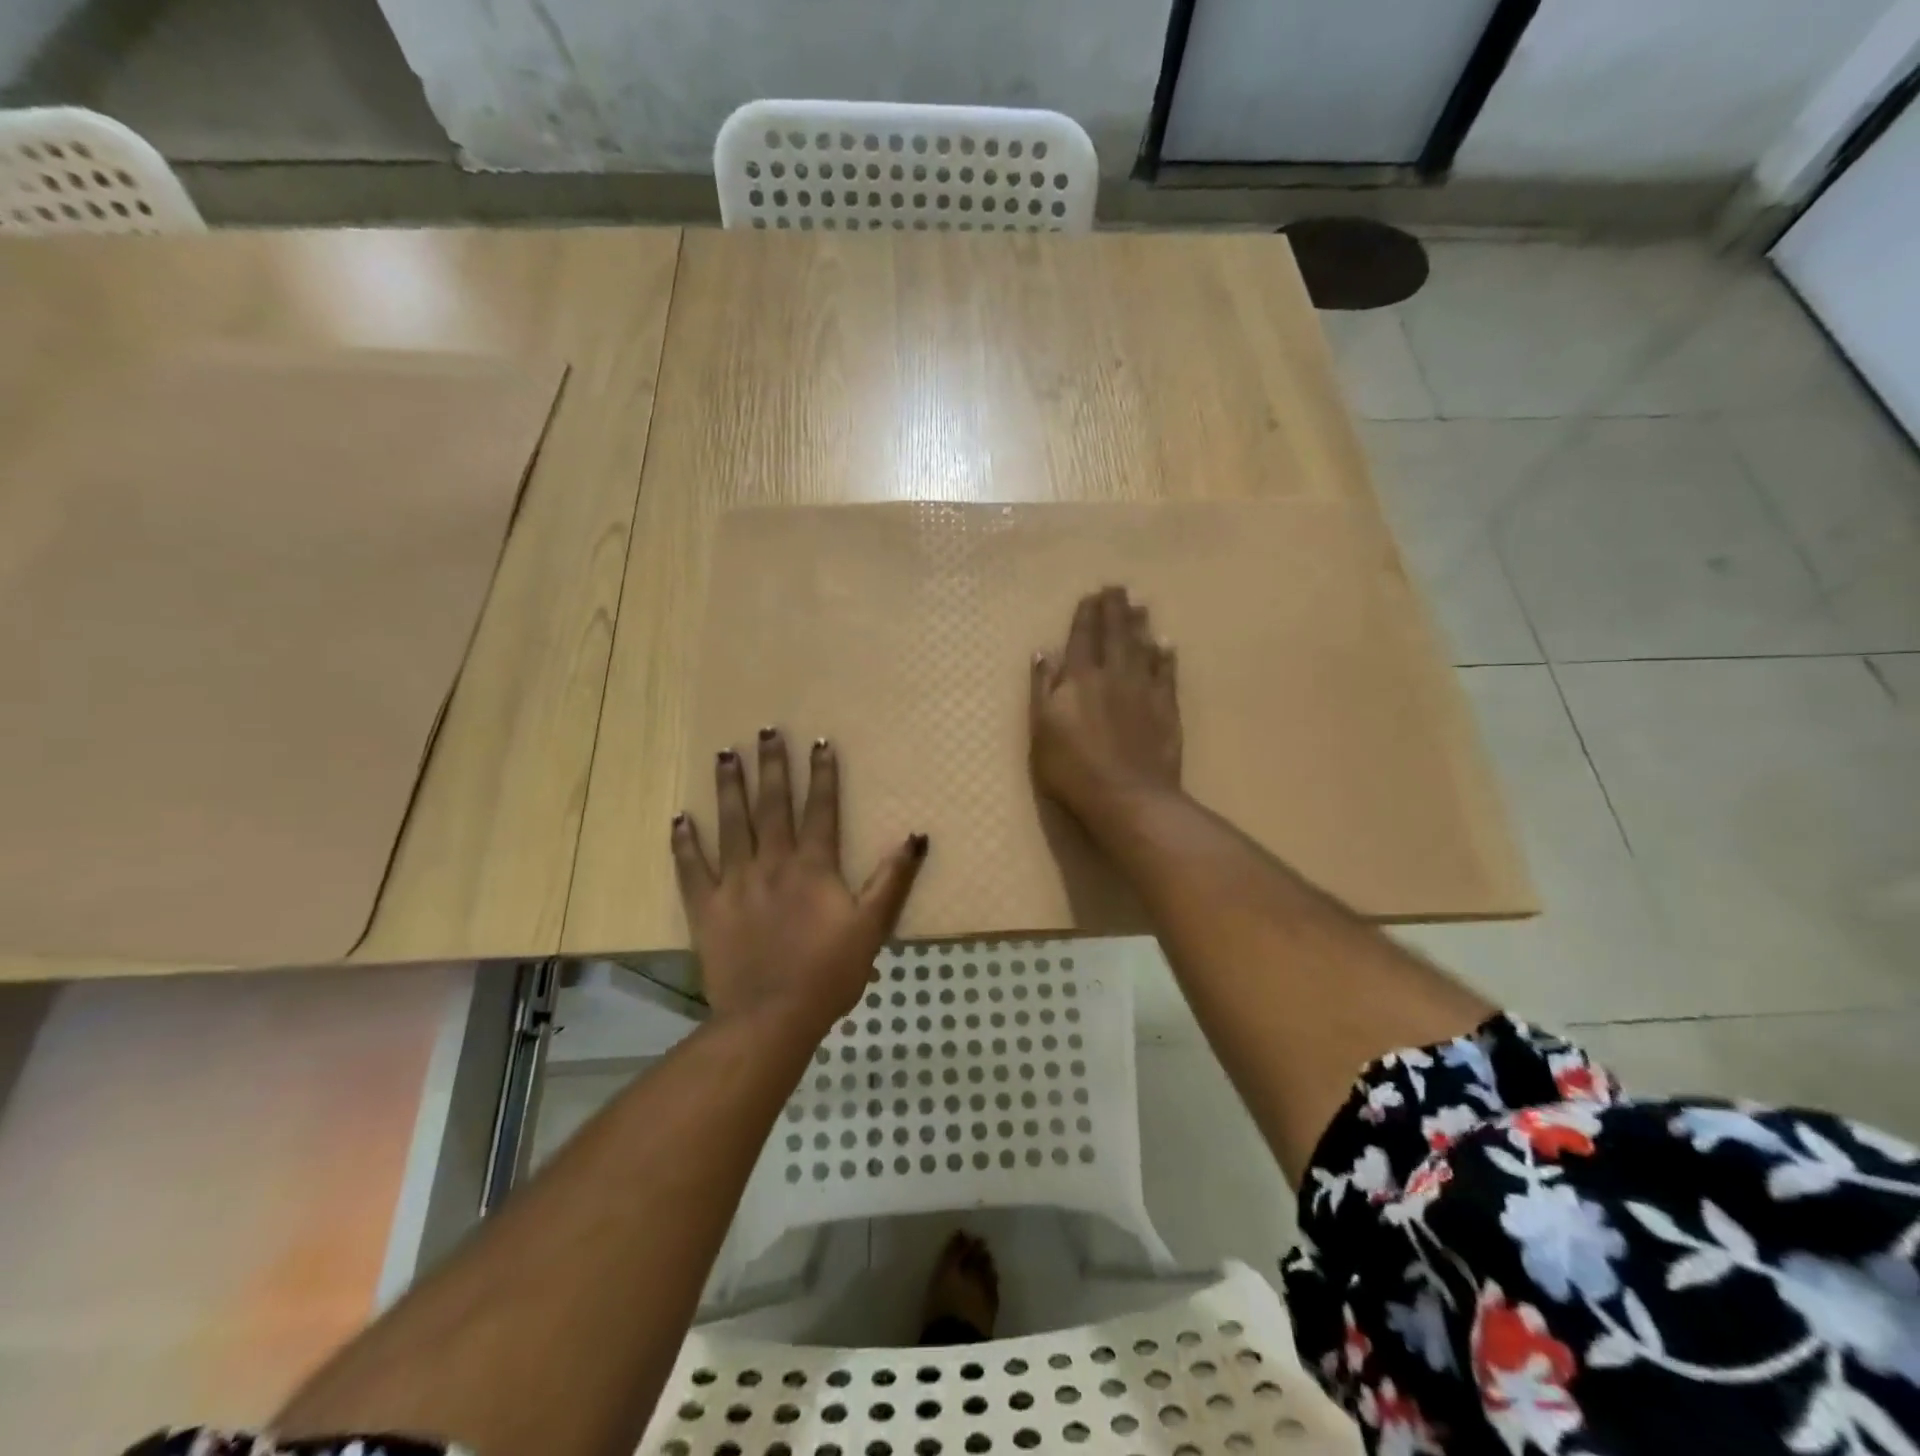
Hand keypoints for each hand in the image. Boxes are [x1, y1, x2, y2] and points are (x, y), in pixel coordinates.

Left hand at [672, 729, 926, 1034]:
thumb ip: (892, 880)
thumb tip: (916, 836)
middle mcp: (772, 863)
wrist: (771, 1017)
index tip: (819, 742)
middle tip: (765, 730)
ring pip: (731, 824)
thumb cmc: (828, 974)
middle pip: (772, 805)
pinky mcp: (706, 907)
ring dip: (729, 787)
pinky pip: (691, 868)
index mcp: (812, 867)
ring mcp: (734, 883)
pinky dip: (684, 842)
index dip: (822, 774)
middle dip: (771, 766)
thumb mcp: (872, 927)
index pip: (820, 809)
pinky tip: (679, 817)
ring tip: (725, 754)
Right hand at [1030, 586, 1182, 822]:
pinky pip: (1166, 673)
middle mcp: (1112, 675)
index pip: (1081, 638)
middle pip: (1114, 634)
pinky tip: (1167, 644)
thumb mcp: (1041, 732)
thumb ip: (1042, 690)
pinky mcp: (1166, 708)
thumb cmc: (1072, 770)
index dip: (1085, 615)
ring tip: (1140, 605)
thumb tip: (1044, 653)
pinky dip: (1166, 656)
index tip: (1090, 595)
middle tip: (1117, 587)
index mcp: (1078, 679)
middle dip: (1114, 609)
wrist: (1128, 797)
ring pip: (1142, 647)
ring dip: (1140, 624)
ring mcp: (1143, 690)